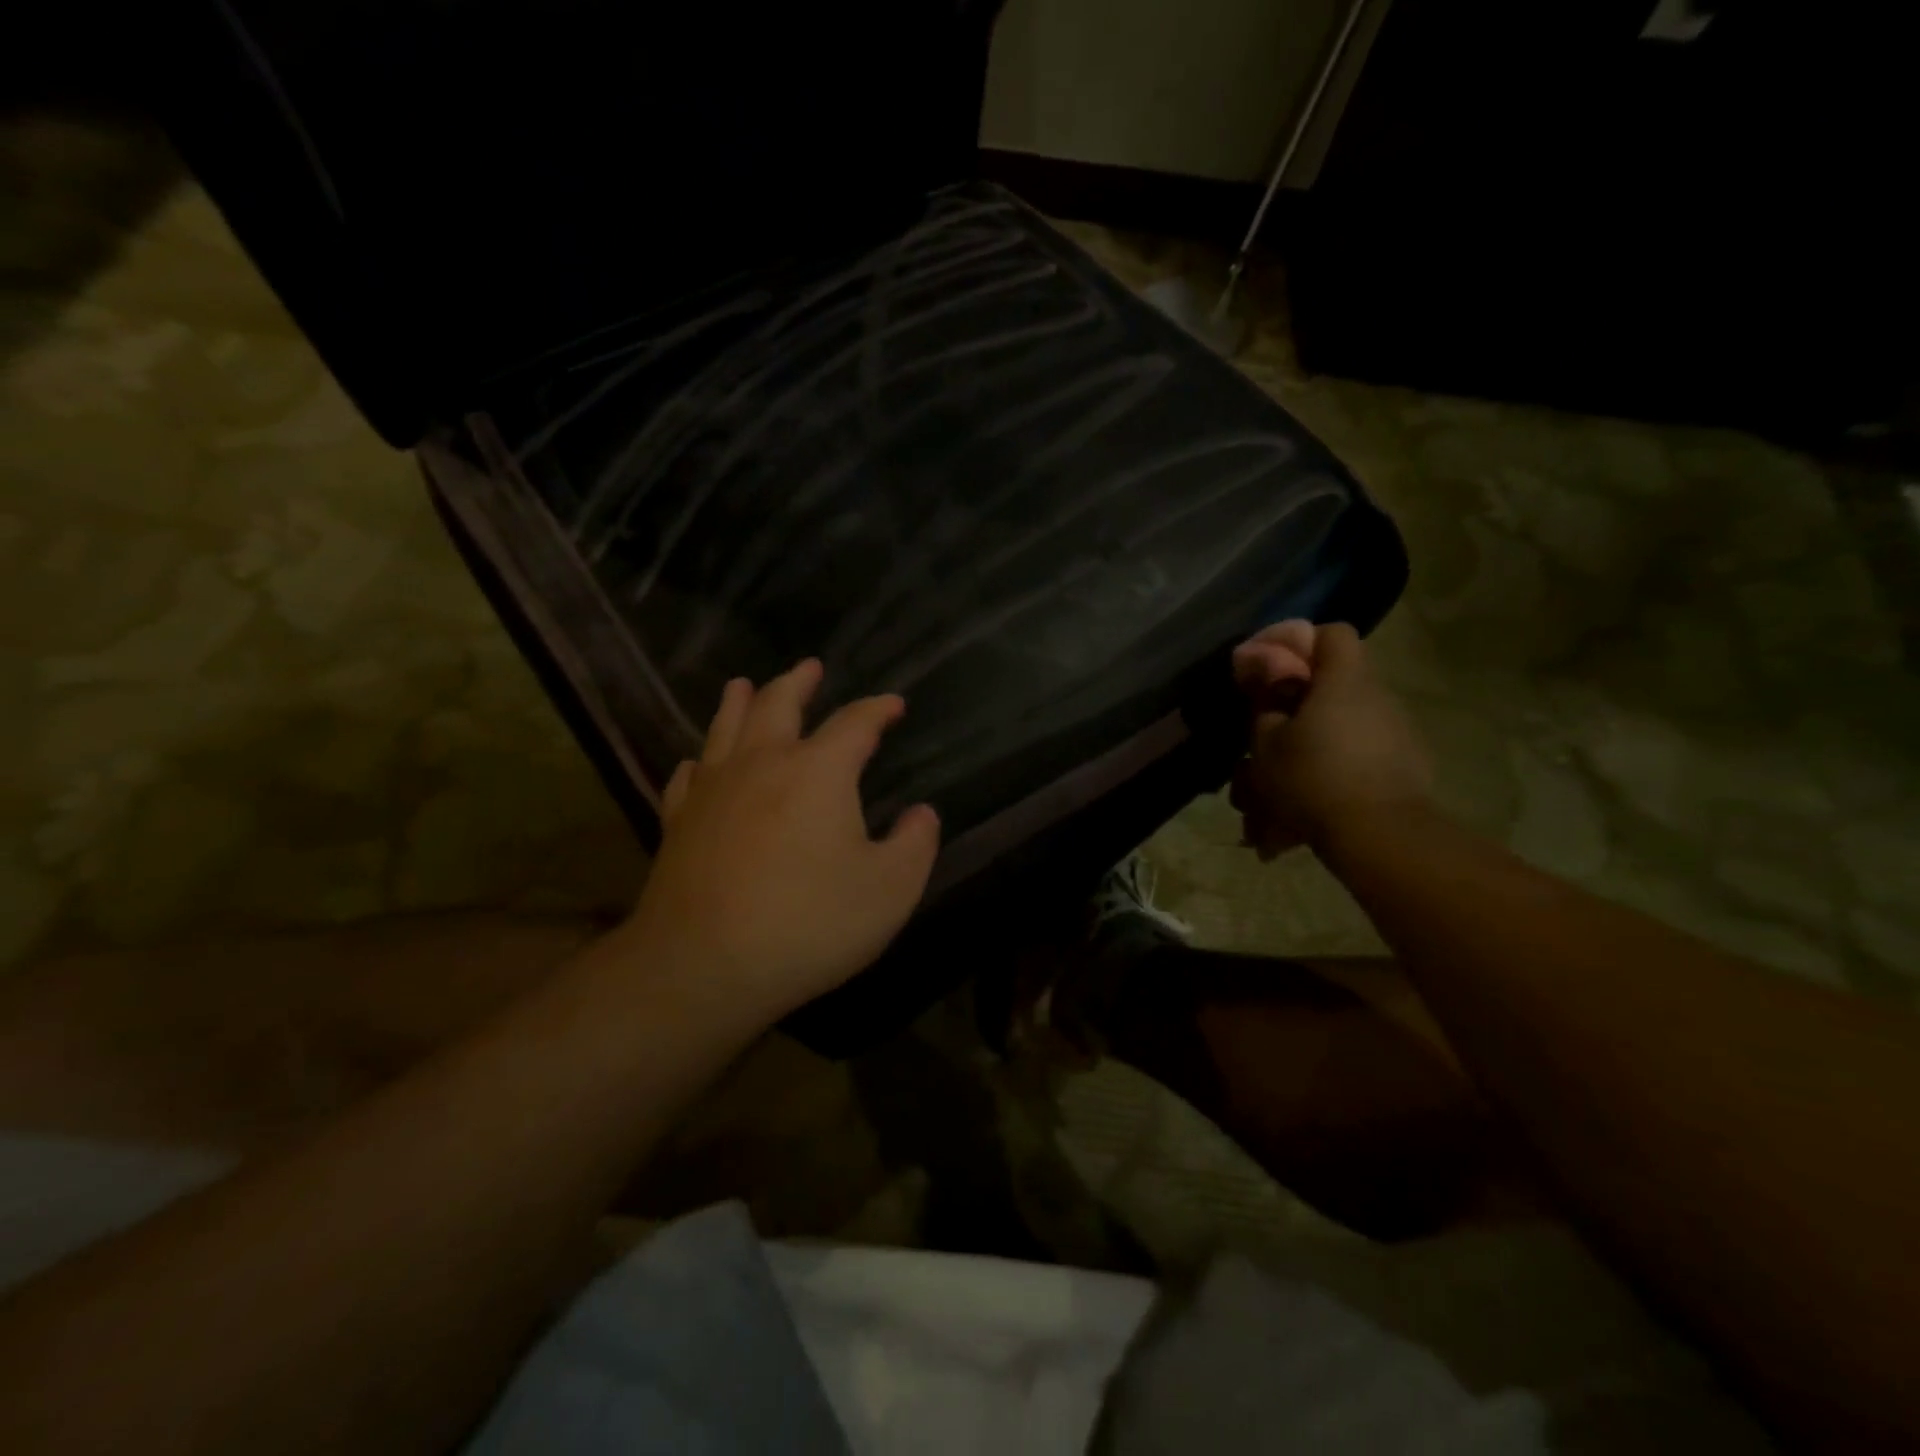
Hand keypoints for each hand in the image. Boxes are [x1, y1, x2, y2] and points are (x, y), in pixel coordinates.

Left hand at [622, 659, 940, 1025]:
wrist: (702, 966)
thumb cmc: (808, 924)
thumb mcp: (889, 890)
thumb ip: (915, 845)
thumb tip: (921, 814)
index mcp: (818, 771)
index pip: (855, 723)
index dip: (878, 709)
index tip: (893, 704)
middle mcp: (762, 763)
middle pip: (778, 704)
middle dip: (799, 682)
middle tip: (810, 666)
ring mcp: (713, 789)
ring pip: (725, 726)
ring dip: (740, 701)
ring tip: (744, 684)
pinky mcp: (678, 821)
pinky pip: (689, 775)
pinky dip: (701, 760)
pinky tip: (699, 762)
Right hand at [1229, 620, 1431, 857]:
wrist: (1379, 837)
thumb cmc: (1312, 778)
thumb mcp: (1266, 742)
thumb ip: (1264, 704)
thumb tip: (1265, 679)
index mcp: (1344, 682)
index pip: (1331, 633)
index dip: (1296, 643)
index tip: (1266, 670)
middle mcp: (1377, 700)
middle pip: (1332, 688)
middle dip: (1293, 712)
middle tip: (1261, 741)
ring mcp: (1396, 737)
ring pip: (1337, 733)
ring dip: (1305, 755)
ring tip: (1267, 804)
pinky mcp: (1404, 771)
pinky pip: (1354, 765)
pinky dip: (1326, 781)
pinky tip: (1295, 824)